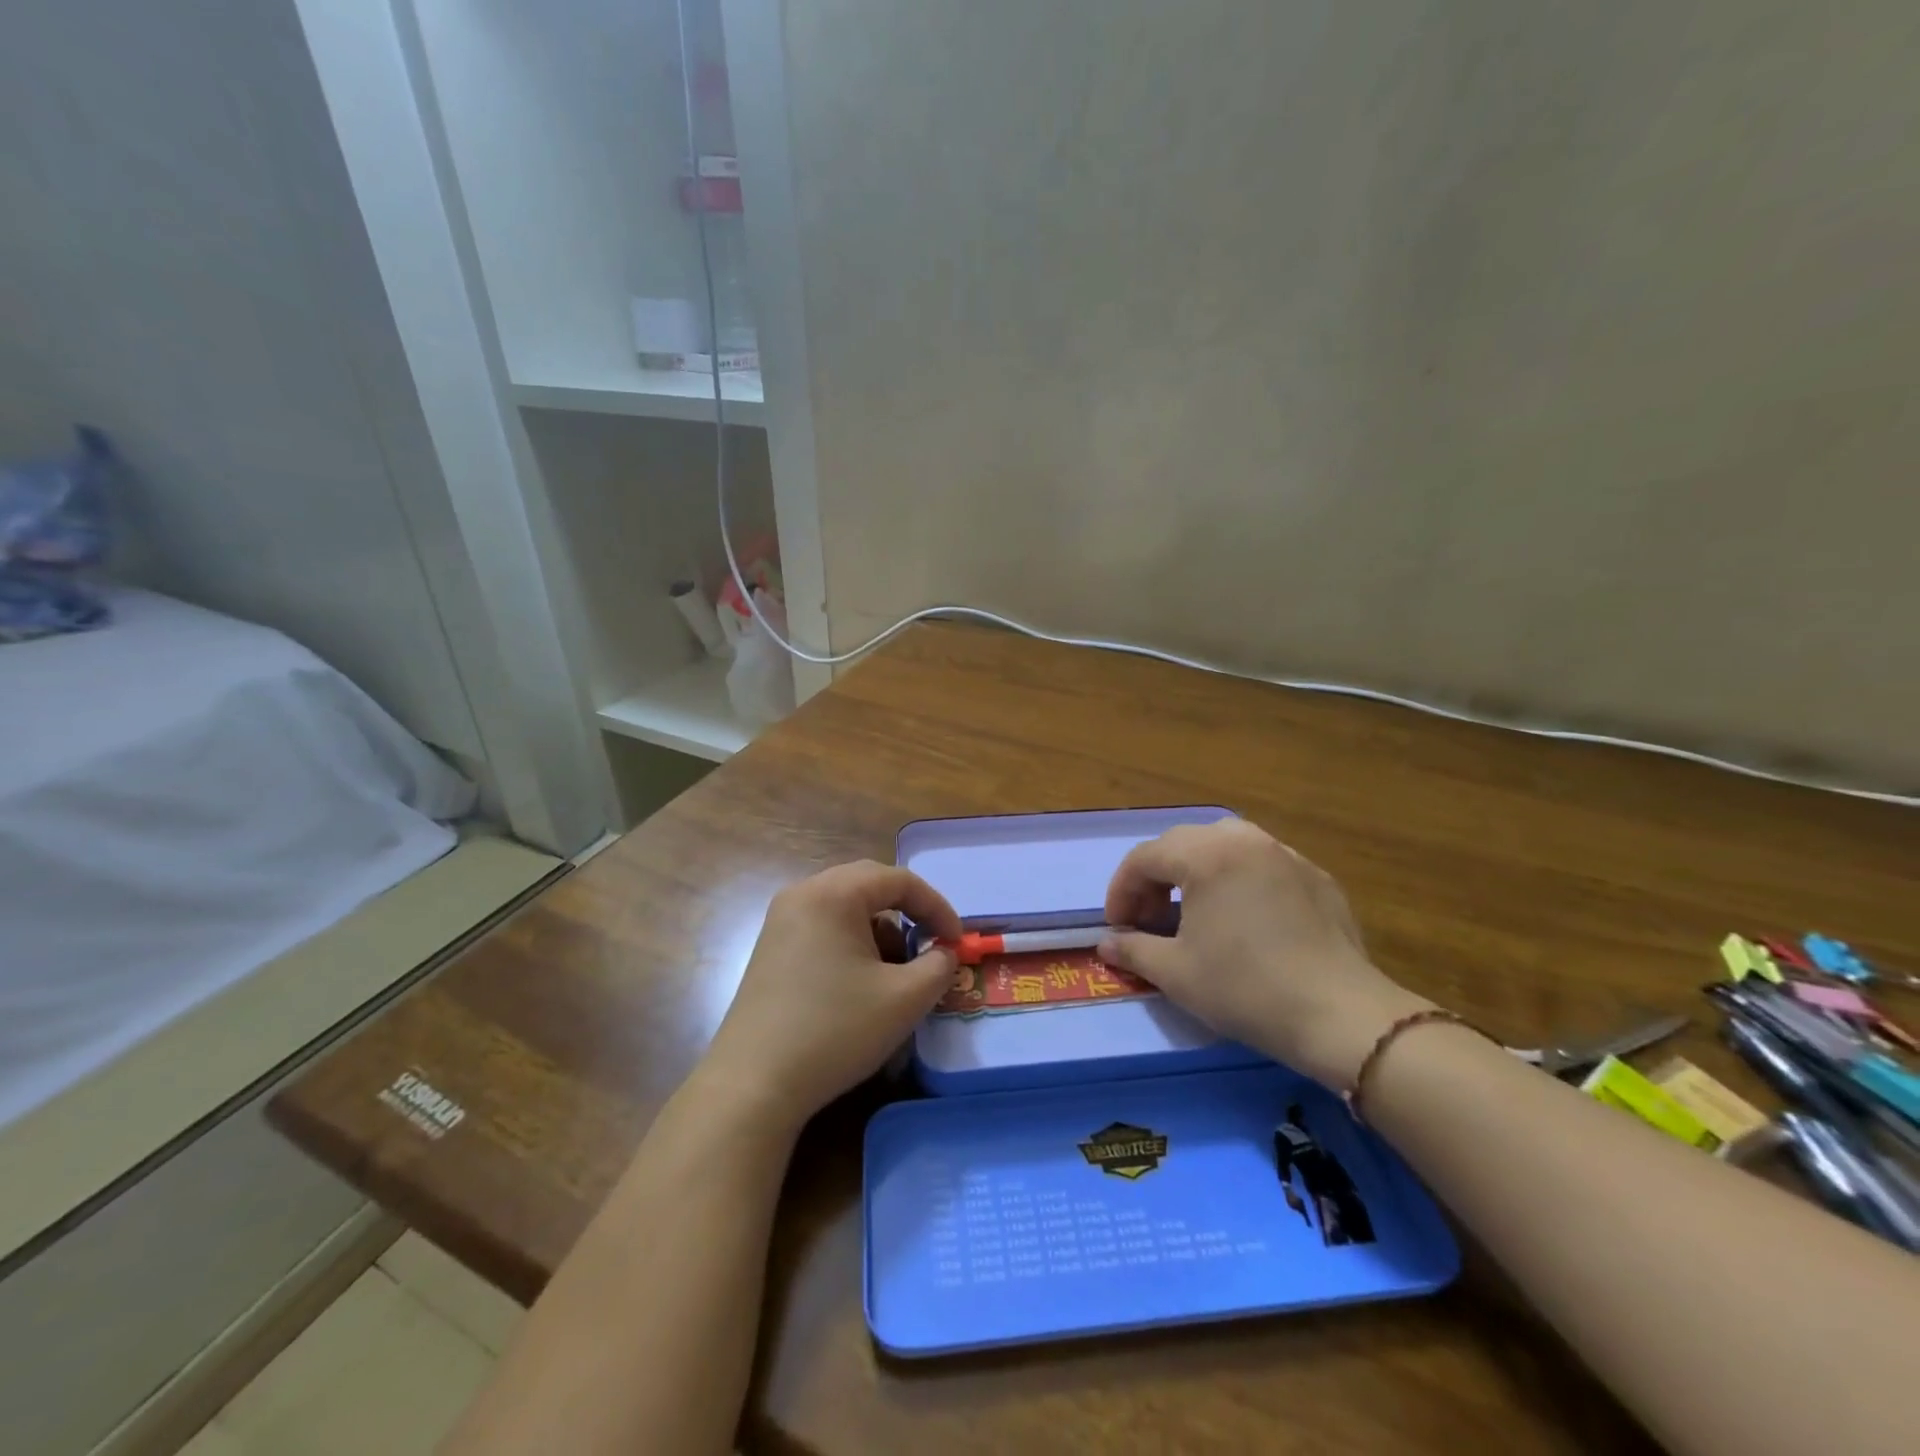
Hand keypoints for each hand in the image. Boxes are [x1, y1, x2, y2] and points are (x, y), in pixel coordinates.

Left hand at [701, 861, 961, 1127]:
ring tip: (895, 973)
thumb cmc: (835, 1030)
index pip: (899, 880)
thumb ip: (938, 966)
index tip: (957, 943)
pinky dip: (852, 943)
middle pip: (869, 884)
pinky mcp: (771, 949)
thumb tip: (943, 953)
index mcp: (833, 893)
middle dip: (908, 912)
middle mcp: (803, 894)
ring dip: (880, 929)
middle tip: (931, 944)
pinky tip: (860, 984)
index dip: (937, 907)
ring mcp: (781, 921)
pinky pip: (824, 927)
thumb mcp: (905, 999)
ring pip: (846, 907)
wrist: (754, 1084)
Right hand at [1099, 820, 1429, 1088]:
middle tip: (1150, 919)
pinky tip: (1244, 918)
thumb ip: (1133, 949)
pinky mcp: (1316, 876)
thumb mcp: (1176, 973)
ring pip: (1225, 844)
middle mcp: (1243, 840)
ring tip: (1193, 909)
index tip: (1117, 927)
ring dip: (1196, 870)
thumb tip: (1106, 943)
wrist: (1340, 1016)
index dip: (1121, 891)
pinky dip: (1238, 879)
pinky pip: (1262, 863)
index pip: (1145, 858)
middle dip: (1156, 878)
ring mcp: (1285, 854)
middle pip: (1182, 843)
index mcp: (1205, 855)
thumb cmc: (1245, 988)